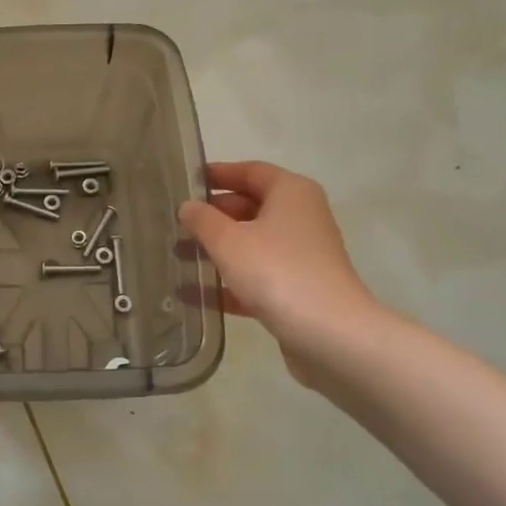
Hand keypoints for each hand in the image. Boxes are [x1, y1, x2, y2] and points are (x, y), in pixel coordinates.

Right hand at [179, 161, 387, 390]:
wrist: (329, 333)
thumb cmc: (276, 271)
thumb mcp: (228, 240)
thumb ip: (203, 220)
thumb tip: (188, 206)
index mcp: (291, 192)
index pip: (250, 171)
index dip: (217, 174)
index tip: (185, 181)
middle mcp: (301, 217)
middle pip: (251, 206)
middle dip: (213, 216)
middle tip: (176, 223)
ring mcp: (302, 254)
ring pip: (252, 243)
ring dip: (218, 249)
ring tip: (178, 257)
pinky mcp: (298, 288)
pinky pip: (257, 275)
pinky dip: (229, 281)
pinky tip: (194, 294)